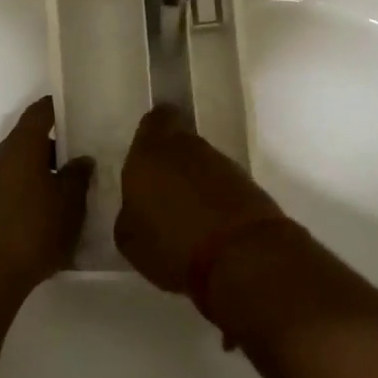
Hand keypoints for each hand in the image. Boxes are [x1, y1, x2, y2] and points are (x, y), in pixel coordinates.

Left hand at [0, 97, 93, 312]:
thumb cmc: (31, 232)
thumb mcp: (69, 205)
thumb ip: (78, 176)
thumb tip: (81, 159)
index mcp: (20, 146)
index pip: (40, 112)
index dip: (59, 108)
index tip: (79, 111)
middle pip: (29, 141)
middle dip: (55, 149)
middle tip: (82, 161)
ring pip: (19, 167)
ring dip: (41, 175)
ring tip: (68, 194)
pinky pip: (8, 189)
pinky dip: (27, 194)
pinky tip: (45, 218)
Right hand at [114, 105, 284, 292]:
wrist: (242, 257)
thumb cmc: (173, 244)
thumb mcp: (129, 239)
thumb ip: (130, 211)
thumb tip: (136, 206)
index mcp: (151, 151)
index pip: (153, 121)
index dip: (151, 135)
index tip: (146, 156)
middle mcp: (187, 146)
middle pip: (179, 141)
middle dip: (172, 161)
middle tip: (163, 192)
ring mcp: (221, 162)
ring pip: (202, 162)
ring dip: (195, 181)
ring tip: (188, 216)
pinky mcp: (248, 182)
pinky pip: (223, 183)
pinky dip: (217, 198)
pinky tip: (211, 226)